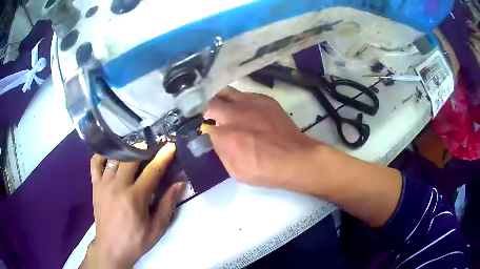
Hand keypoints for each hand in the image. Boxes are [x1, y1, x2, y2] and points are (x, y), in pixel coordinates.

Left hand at [82, 143, 183, 268]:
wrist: (111, 248)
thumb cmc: (136, 240)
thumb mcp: (157, 228)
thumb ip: (167, 204)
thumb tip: (179, 184)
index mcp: (135, 198)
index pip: (152, 171)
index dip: (163, 157)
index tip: (170, 146)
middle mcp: (117, 186)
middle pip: (131, 158)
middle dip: (144, 148)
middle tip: (152, 145)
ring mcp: (104, 184)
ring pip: (114, 157)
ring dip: (126, 150)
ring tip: (135, 149)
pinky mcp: (95, 186)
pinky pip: (95, 162)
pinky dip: (103, 155)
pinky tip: (111, 155)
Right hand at [205, 87, 401, 227]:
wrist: (295, 159)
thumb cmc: (264, 170)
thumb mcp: (235, 170)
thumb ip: (221, 151)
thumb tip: (215, 137)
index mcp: (225, 135)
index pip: (203, 124)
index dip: (201, 126)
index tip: (204, 128)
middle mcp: (234, 114)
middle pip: (210, 101)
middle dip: (207, 108)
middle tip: (210, 114)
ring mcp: (250, 103)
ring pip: (227, 91)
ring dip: (221, 99)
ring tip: (224, 107)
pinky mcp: (265, 99)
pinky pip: (245, 94)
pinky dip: (240, 100)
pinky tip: (245, 109)